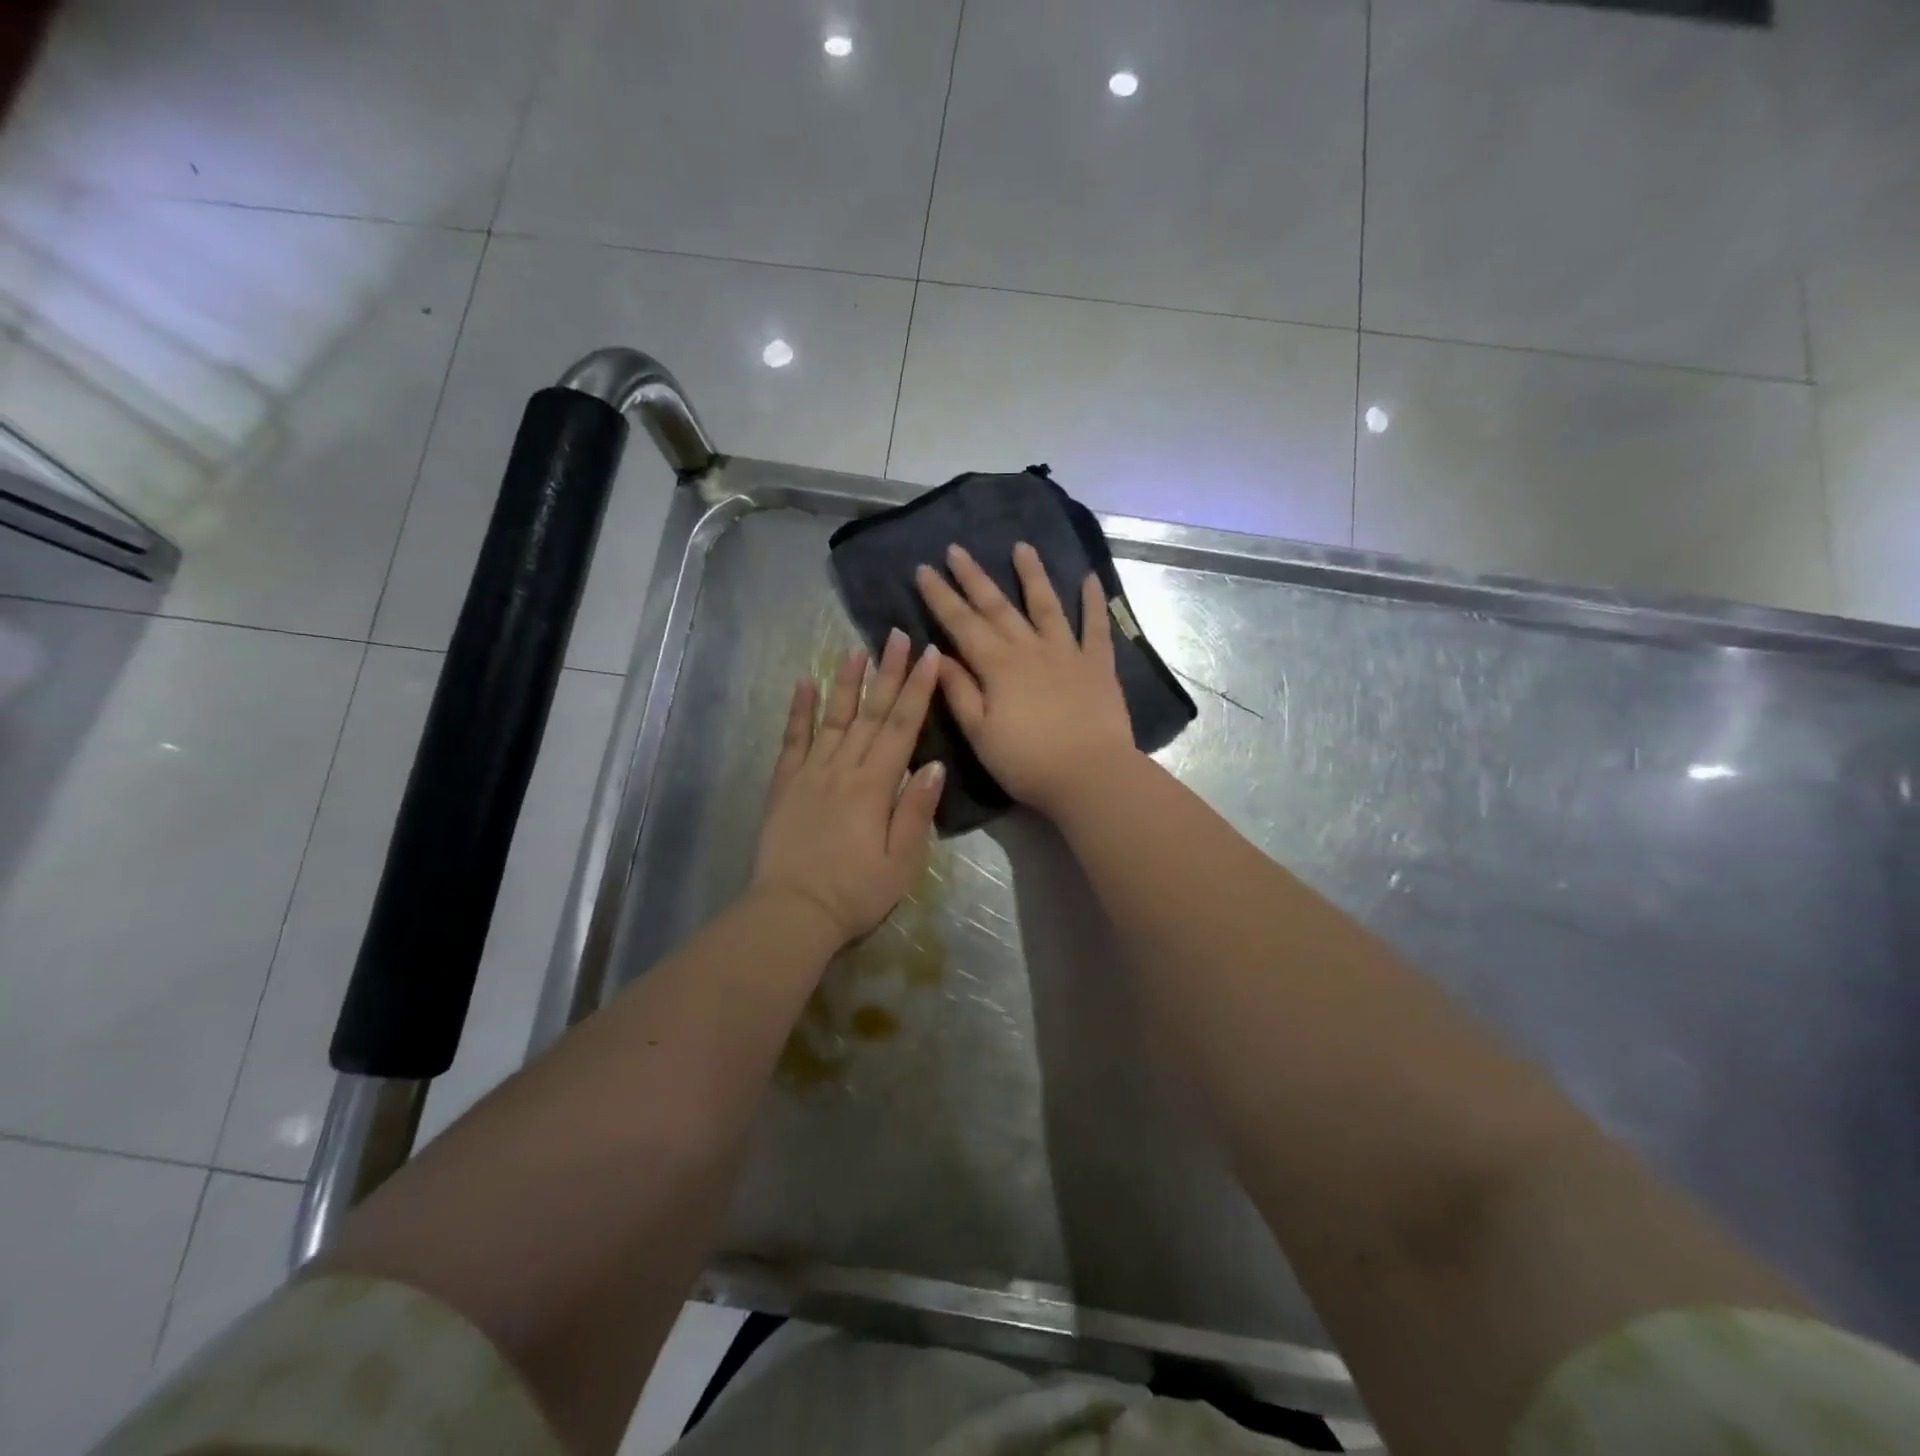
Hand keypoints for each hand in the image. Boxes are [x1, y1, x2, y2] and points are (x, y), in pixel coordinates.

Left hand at [751, 631, 945, 945]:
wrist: (792, 912)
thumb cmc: (855, 892)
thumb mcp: (901, 862)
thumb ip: (916, 811)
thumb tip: (932, 764)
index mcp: (875, 786)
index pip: (901, 727)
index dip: (917, 689)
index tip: (929, 655)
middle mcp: (843, 769)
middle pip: (870, 713)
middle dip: (887, 672)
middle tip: (897, 635)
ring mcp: (809, 773)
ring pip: (833, 718)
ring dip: (847, 682)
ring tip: (856, 648)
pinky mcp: (784, 785)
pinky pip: (792, 740)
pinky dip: (799, 711)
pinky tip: (804, 684)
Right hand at [915, 542, 1136, 815]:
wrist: (1090, 775)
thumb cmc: (1027, 762)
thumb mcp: (980, 733)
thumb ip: (959, 691)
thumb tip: (937, 655)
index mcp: (997, 666)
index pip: (961, 624)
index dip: (941, 596)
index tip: (924, 569)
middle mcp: (1030, 649)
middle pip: (998, 606)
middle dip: (974, 577)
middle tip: (956, 549)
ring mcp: (1067, 653)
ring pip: (1046, 605)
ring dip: (1032, 574)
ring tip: (1021, 547)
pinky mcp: (1098, 665)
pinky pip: (1096, 627)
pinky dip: (1094, 602)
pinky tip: (1090, 578)